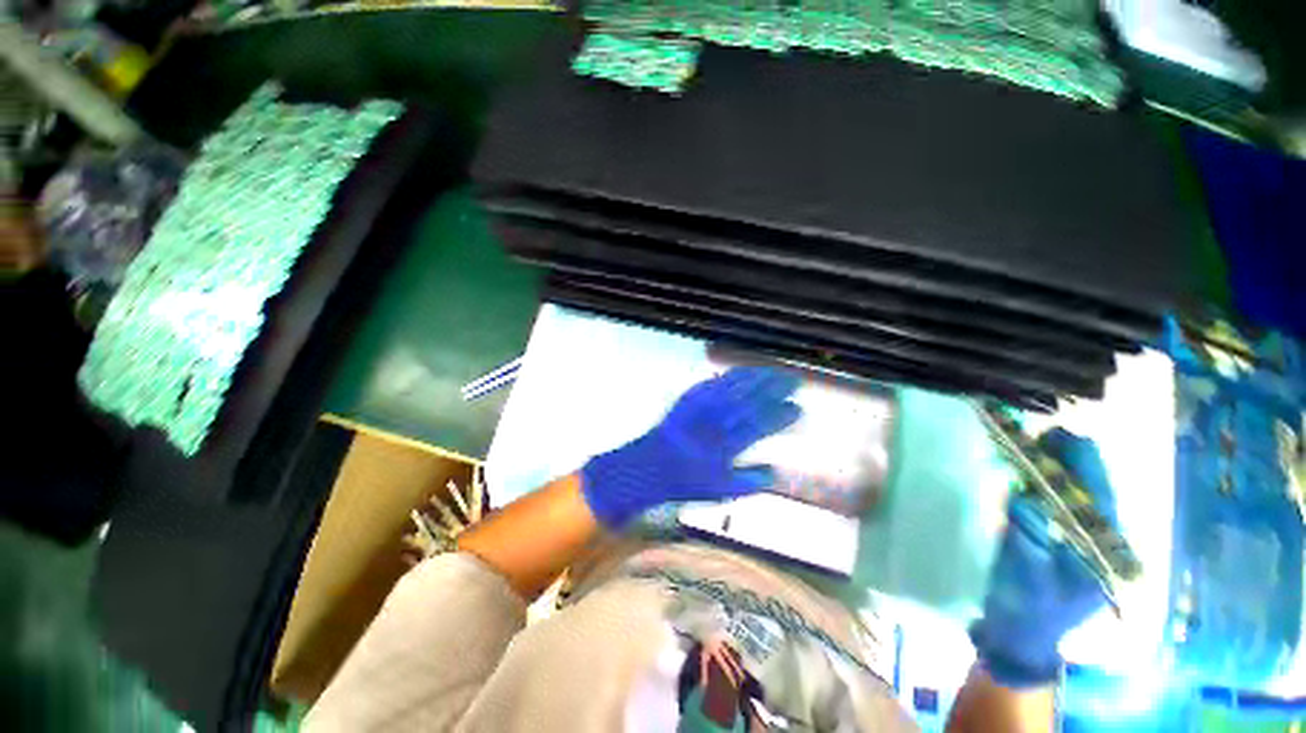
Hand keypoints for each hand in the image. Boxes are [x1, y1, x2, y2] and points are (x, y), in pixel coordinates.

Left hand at [581, 366, 802, 528]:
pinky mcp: (688, 399)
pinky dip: (729, 376)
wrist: (650, 466)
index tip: (799, 409)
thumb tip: (776, 471)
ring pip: (733, 388)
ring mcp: (700, 408)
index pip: (760, 426)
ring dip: (755, 378)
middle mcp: (714, 423)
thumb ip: (749, 481)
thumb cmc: (686, 481)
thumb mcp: (720, 491)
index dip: (780, 416)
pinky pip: (712, 383)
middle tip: (794, 380)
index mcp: (725, 446)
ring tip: (774, 371)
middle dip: (774, 389)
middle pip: (749, 401)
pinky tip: (742, 371)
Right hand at [970, 429, 1116, 687]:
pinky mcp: (1064, 542)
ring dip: (1051, 471)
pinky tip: (1022, 476)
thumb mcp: (1025, 570)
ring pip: (1076, 494)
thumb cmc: (1025, 607)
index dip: (1080, 461)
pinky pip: (1058, 505)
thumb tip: (1020, 490)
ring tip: (1027, 449)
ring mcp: (1084, 541)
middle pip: (1090, 488)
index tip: (1056, 435)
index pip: (1099, 492)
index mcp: (1104, 549)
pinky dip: (1041, 486)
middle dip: (1064, 461)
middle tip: (1035, 438)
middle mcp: (1102, 540)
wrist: (1019, 637)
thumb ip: (1026, 531)